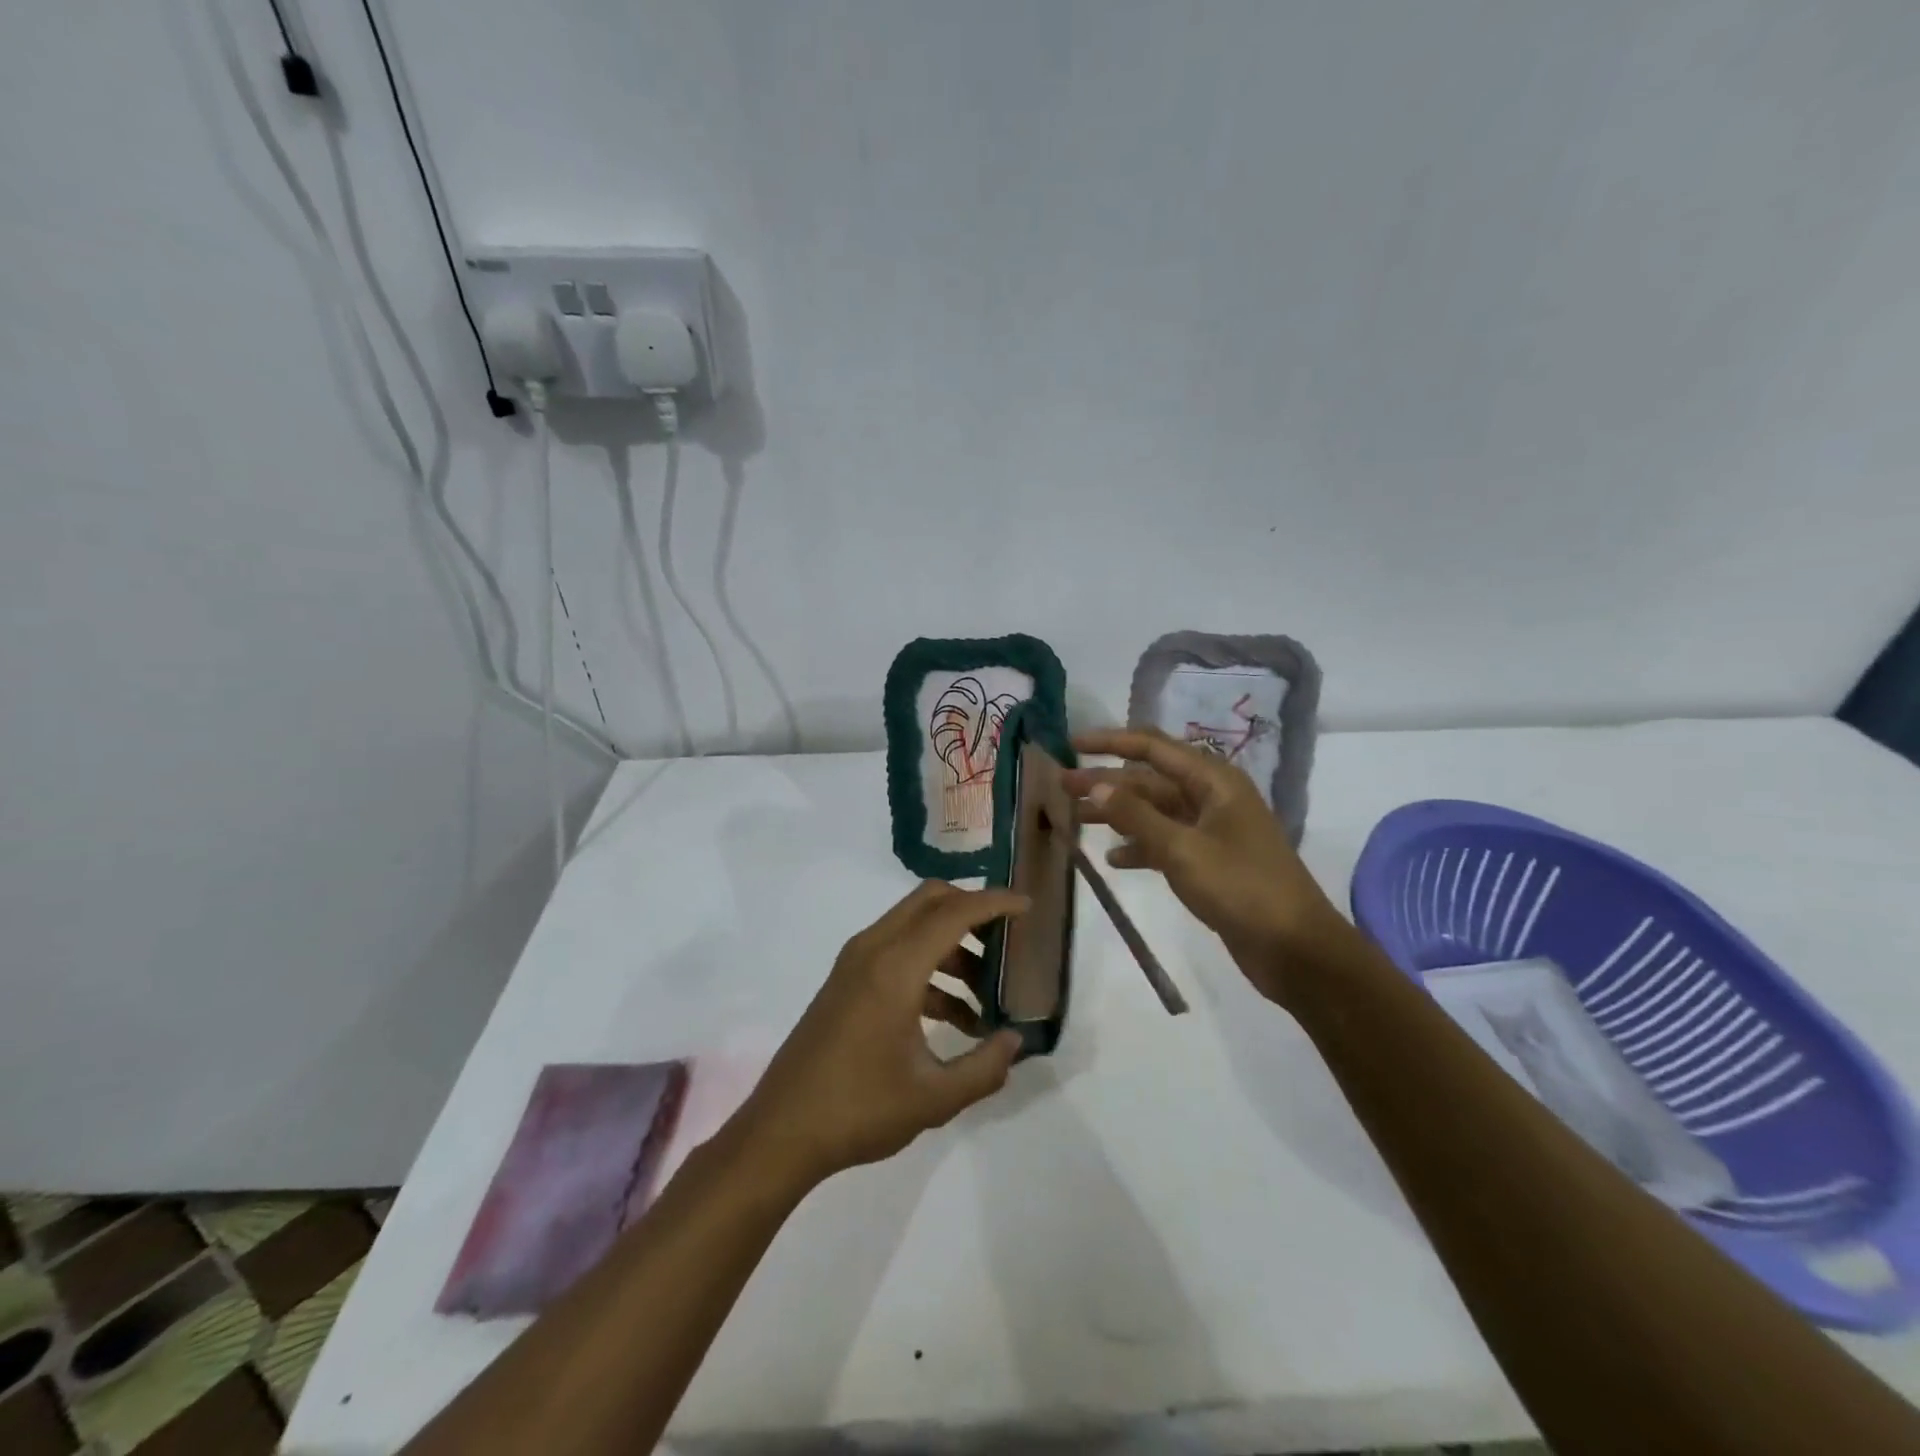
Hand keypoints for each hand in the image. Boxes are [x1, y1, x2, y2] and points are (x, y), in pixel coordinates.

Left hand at [735, 882, 1027, 1187]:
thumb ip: (985, 1068)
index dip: (994, 903)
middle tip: (1006, 940)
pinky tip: (953, 1017)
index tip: (1028, 906)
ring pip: (913, 926)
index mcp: (895, 967)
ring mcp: (855, 963)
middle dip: (972, 910)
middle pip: (929, 901)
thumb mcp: (934, 1098)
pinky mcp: (846, 981)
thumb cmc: (859, 1109)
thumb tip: (1015, 1041)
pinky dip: (929, 966)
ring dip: (952, 945)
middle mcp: (873, 950)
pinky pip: (897, 951)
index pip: (954, 913)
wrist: (780, 1131)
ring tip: (986, 994)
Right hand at [1064, 728, 1349, 1004]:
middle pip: (1149, 780)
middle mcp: (1212, 797)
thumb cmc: (1242, 889)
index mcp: (1213, 781)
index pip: (1152, 748)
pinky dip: (1139, 846)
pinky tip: (1113, 859)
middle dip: (1106, 783)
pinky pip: (1166, 842)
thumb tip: (1095, 784)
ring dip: (1117, 815)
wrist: (1295, 949)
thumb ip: (1136, 816)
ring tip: (1075, 821)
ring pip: (1154, 812)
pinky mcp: (1210, 861)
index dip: (1110, 742)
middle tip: (1061, 788)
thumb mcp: (1183, 849)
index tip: (1071, 745)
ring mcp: (1212, 830)